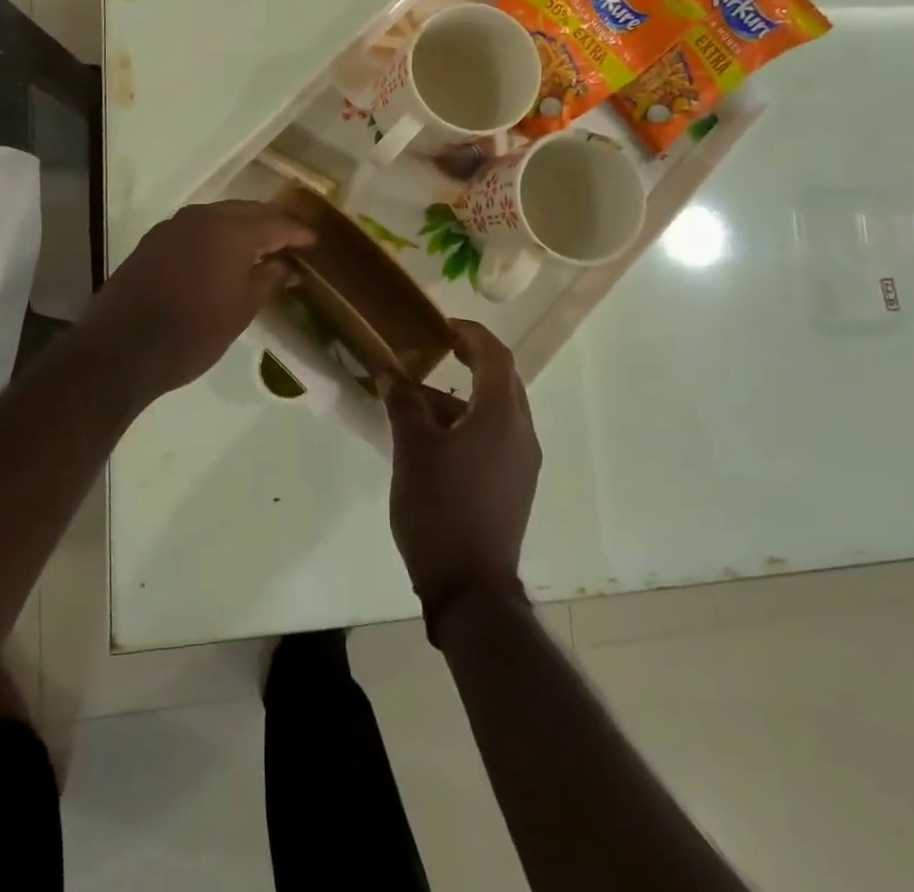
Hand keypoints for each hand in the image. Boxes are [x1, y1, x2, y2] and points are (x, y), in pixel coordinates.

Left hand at [75, 200, 314, 400]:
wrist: (121, 350)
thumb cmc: (192, 333)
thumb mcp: (241, 310)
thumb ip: (269, 280)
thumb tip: (288, 266)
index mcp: (231, 230)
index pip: (275, 223)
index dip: (297, 232)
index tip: (315, 241)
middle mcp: (202, 217)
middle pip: (247, 211)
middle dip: (271, 223)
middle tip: (292, 240)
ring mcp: (173, 226)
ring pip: (219, 216)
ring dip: (243, 227)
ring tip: (262, 247)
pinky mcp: (153, 241)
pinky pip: (196, 228)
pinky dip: (217, 236)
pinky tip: (223, 255)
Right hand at [384, 320, 539, 624]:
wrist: (471, 587)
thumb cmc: (440, 508)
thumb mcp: (412, 449)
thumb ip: (403, 403)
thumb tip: (390, 372)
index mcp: (500, 416)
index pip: (495, 355)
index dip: (470, 333)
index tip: (440, 326)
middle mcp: (521, 432)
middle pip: (503, 379)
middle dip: (472, 359)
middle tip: (435, 351)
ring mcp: (523, 461)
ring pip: (499, 409)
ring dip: (466, 394)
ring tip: (422, 398)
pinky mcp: (516, 484)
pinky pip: (498, 435)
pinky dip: (471, 421)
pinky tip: (437, 436)